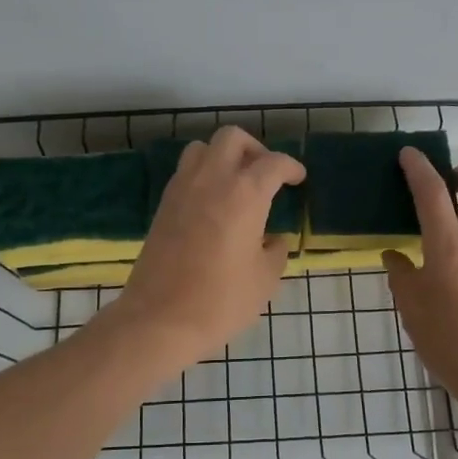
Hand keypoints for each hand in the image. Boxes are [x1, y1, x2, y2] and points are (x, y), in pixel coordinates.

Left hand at [99, 127, 306, 376]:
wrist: (159, 320)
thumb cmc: (221, 301)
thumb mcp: (264, 279)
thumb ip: (275, 251)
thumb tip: (273, 240)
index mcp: (244, 194)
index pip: (273, 163)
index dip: (291, 168)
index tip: (298, 179)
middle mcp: (211, 180)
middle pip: (232, 139)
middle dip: (254, 149)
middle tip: (266, 175)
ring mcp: (182, 190)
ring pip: (202, 149)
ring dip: (223, 157)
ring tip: (236, 185)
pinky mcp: (163, 206)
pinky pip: (186, 173)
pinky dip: (203, 175)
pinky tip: (213, 204)